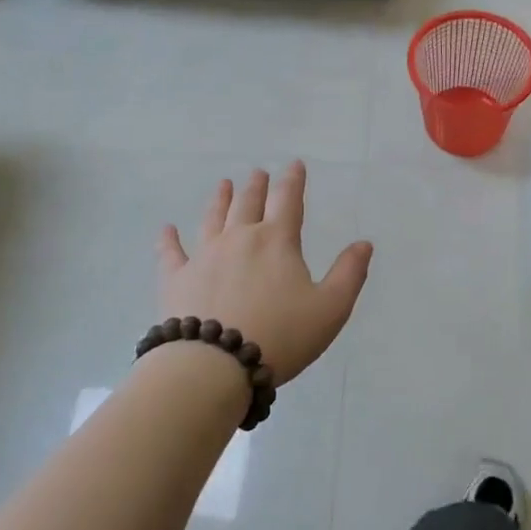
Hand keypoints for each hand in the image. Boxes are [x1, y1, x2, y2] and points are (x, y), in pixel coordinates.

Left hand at [157, 163, 373, 385]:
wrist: (214, 365)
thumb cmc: (280, 335)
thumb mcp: (330, 308)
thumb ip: (349, 273)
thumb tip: (364, 243)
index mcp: (277, 241)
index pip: (288, 200)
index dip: (293, 180)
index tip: (294, 164)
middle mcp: (239, 238)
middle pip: (248, 203)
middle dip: (256, 186)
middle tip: (258, 172)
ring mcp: (204, 256)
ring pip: (212, 218)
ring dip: (219, 199)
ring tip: (223, 184)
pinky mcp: (176, 279)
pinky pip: (171, 253)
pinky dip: (168, 239)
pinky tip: (166, 229)